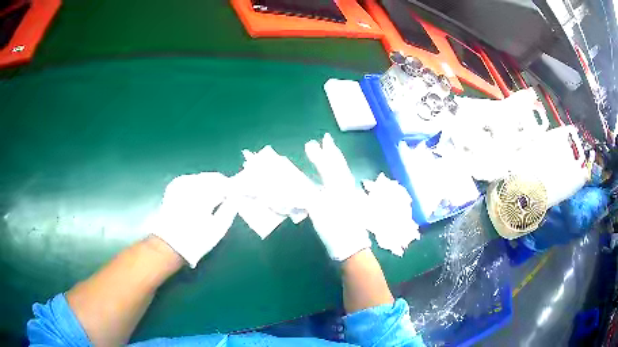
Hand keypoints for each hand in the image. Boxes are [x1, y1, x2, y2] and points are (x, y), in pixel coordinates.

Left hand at [152, 172, 237, 267]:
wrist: (169, 244)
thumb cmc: (196, 240)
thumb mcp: (218, 229)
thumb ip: (230, 209)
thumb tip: (237, 197)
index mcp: (203, 195)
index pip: (226, 185)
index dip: (237, 188)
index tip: (244, 193)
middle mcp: (191, 185)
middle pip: (214, 178)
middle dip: (224, 185)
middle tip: (232, 195)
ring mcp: (181, 184)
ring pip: (203, 177)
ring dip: (213, 184)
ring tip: (218, 197)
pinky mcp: (174, 186)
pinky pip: (193, 179)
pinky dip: (200, 184)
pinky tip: (202, 194)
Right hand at [305, 134, 370, 260]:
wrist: (352, 247)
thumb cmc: (335, 227)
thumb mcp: (318, 210)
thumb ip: (307, 195)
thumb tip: (295, 186)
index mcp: (337, 187)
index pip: (326, 167)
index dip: (318, 156)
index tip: (310, 144)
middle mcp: (344, 187)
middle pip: (339, 166)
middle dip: (332, 152)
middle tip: (328, 140)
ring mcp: (349, 195)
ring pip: (343, 173)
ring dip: (337, 160)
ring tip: (333, 152)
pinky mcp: (350, 203)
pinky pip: (343, 181)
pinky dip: (339, 173)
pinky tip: (338, 175)